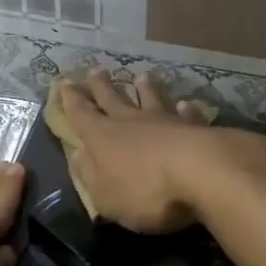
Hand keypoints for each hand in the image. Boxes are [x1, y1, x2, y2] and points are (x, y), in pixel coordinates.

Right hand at [49, 71, 216, 233]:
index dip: (70, 100)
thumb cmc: (144, 190)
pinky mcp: (195, 128)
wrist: (201, 173)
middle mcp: (130, 121)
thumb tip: (78, 155)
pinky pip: (186, 114)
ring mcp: (164, 121)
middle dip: (101, 86)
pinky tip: (186, 104)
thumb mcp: (104, 195)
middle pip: (112, 98)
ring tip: (142, 76)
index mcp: (101, 137)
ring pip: (150, 99)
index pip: (80, 114)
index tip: (64, 82)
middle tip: (96, 70)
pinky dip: (184, 109)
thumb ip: (89, 174)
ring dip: (145, 89)